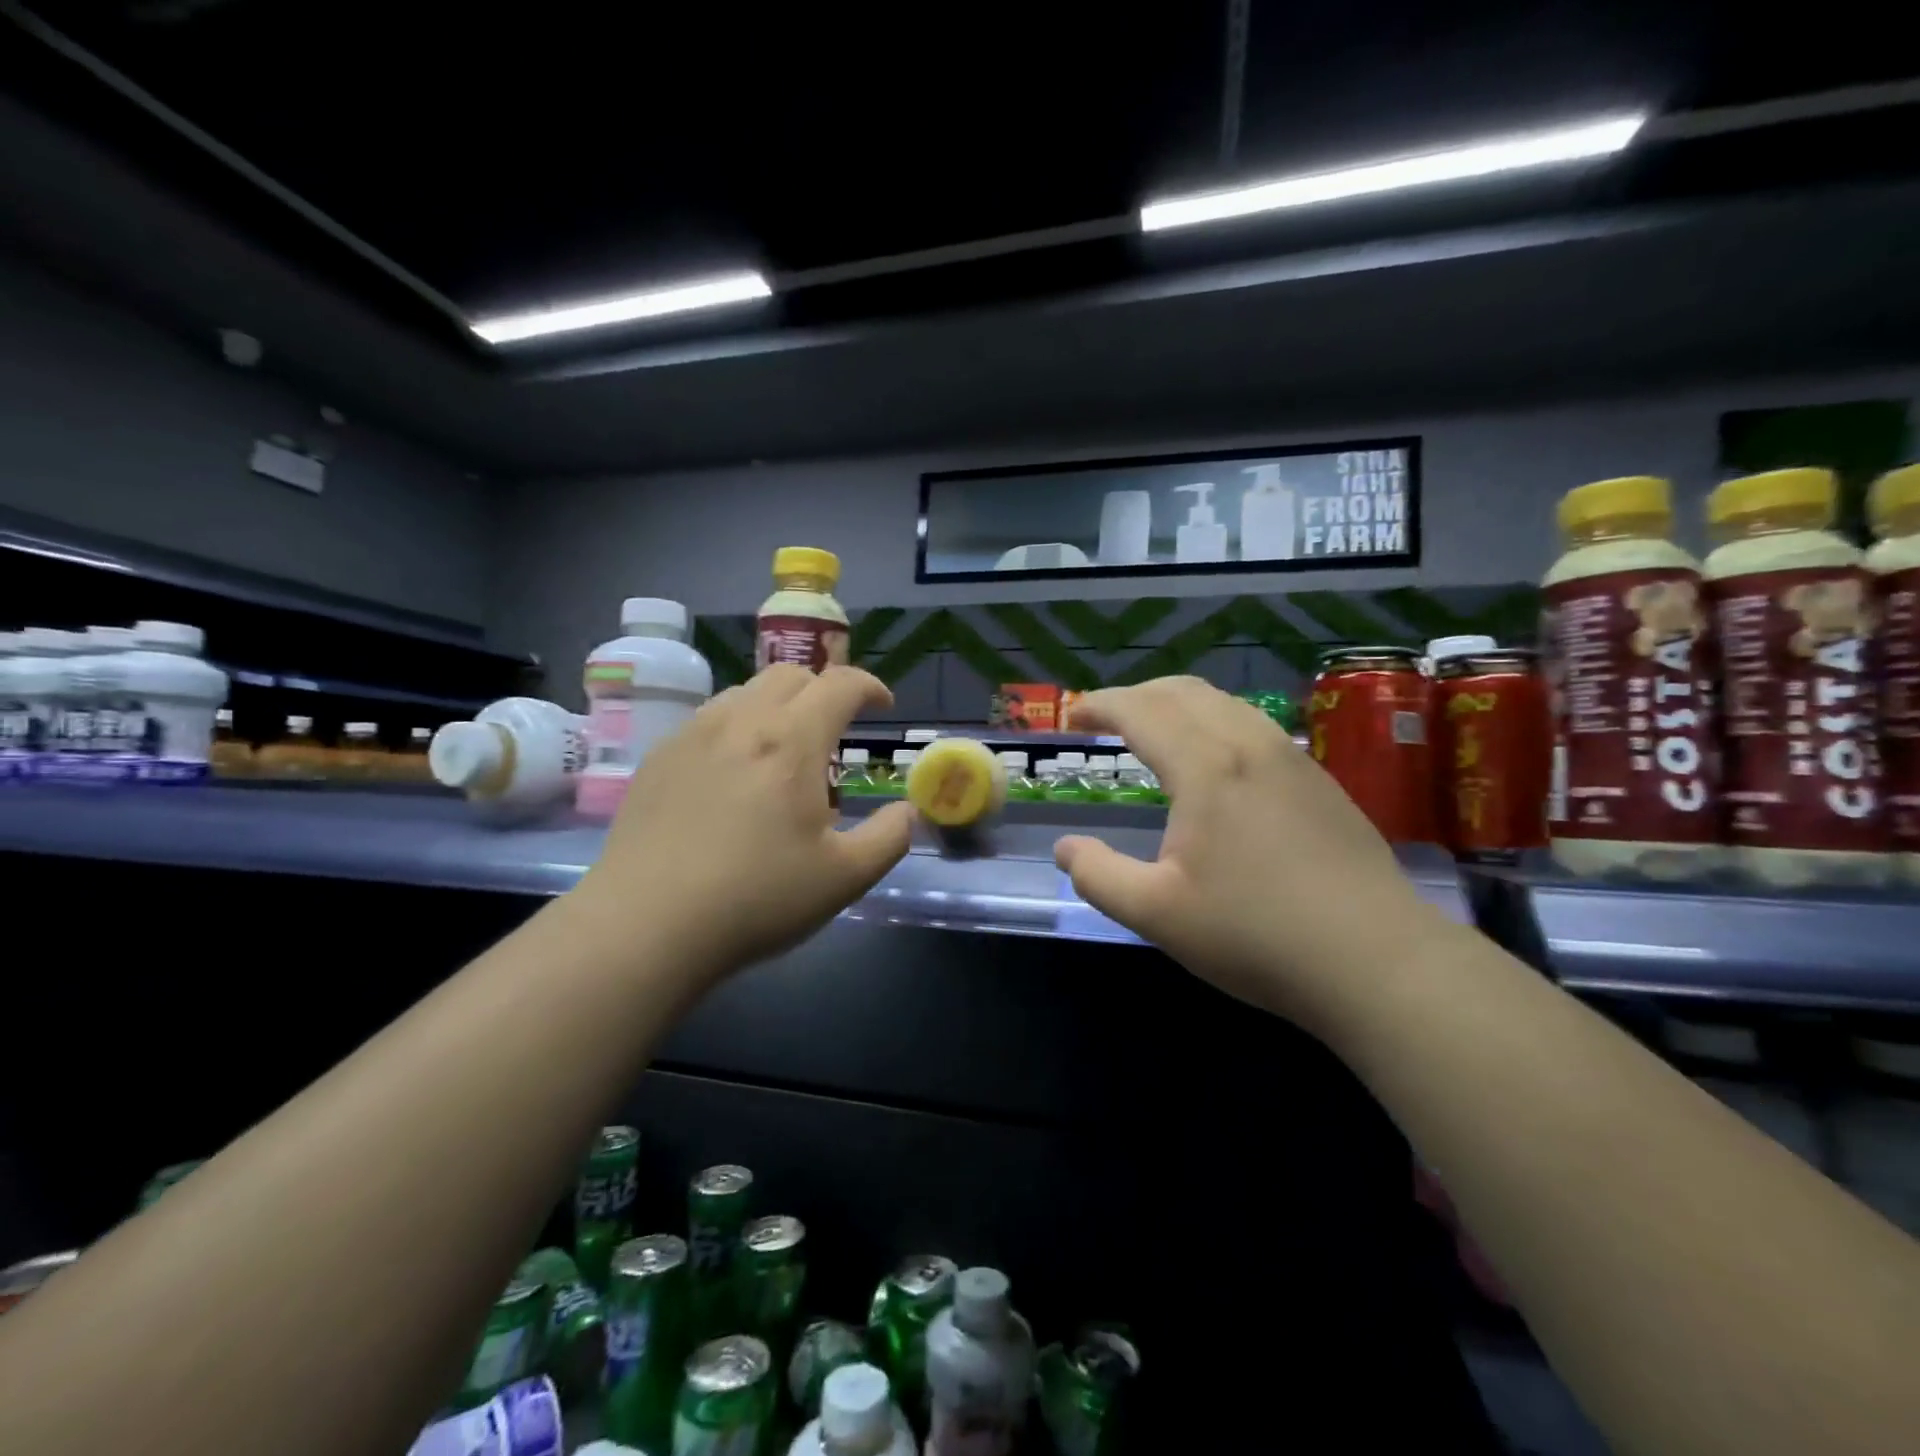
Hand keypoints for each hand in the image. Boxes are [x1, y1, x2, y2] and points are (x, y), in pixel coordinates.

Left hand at [579, 665, 913, 979]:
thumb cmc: (756, 899)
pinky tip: (733, 775)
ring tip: (784, 753)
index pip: (840, 684)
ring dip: (778, 706)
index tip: (882, 706)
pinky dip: (737, 727)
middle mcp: (741, 721)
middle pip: (790, 675)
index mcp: (792, 741)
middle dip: (823, 691)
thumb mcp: (845, 878)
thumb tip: (907, 811)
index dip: (870, 686)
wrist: (646, 926)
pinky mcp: (658, 758)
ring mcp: (692, 735)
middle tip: (835, 731)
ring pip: (745, 692)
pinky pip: (708, 720)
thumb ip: (889, 837)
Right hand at [1054, 677, 1437, 1029]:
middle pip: (1183, 691)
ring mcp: (1292, 759)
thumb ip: (1099, 876)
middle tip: (1105, 720)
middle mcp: (1249, 745)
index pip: (1141, 711)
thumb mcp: (1157, 914)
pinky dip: (1214, 722)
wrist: (1378, 961)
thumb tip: (1066, 849)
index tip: (1072, 717)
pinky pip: (1253, 725)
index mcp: (1206, 767)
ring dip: (1177, 704)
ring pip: (1224, 703)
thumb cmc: (1256, 934)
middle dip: (1136, 695)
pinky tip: (1214, 763)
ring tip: (1153, 733)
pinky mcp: (1319, 781)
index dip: (1100, 705)